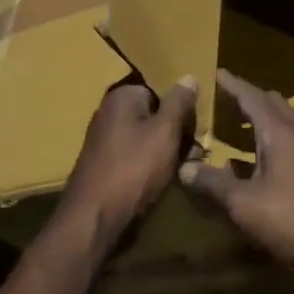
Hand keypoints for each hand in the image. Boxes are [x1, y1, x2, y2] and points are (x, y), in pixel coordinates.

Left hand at [61, 76, 200, 242]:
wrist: (95, 217)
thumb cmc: (134, 168)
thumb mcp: (165, 131)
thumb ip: (178, 103)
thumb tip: (188, 76)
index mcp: (121, 96)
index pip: (159, 88)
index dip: (181, 105)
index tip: (197, 123)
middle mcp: (110, 112)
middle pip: (154, 112)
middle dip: (176, 129)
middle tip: (198, 149)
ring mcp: (106, 139)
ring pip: (147, 136)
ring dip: (168, 149)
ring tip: (187, 165)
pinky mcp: (106, 164)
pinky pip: (137, 154)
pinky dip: (152, 163)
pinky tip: (167, 177)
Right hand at [178, 70, 293, 293]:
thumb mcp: (245, 204)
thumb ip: (214, 184)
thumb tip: (184, 168)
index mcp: (281, 134)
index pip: (253, 98)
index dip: (233, 86)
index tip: (218, 73)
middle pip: (274, 105)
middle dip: (250, 99)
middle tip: (226, 100)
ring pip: (284, 125)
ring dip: (261, 122)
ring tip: (237, 129)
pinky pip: (291, 145)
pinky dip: (271, 143)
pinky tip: (257, 165)